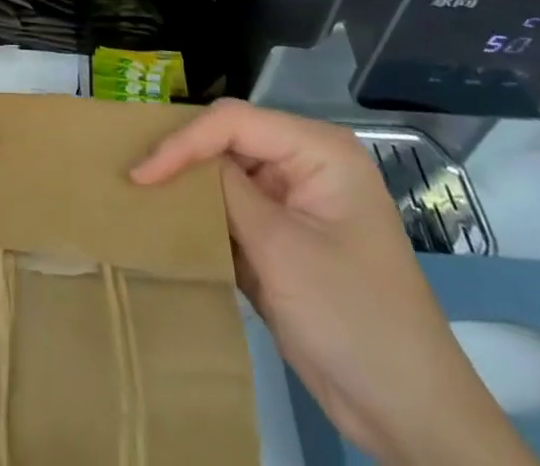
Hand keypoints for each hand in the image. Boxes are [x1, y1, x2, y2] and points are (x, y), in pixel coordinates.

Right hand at [132, 100, 536, 465]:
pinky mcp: (282, 239)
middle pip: (226, 141)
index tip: (139, 174)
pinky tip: (166, 225)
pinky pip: (231, 212)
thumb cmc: (352, 317)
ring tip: (136, 194)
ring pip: (223, 176)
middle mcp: (304, 163)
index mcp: (318, 149)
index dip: (182, 142)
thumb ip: (225, 191)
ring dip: (186, 189)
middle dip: (181, 158)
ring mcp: (293, 202)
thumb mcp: (280, 248)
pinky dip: (201, 219)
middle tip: (130, 175)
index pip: (233, 122)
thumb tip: (174, 161)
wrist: (408, 417)